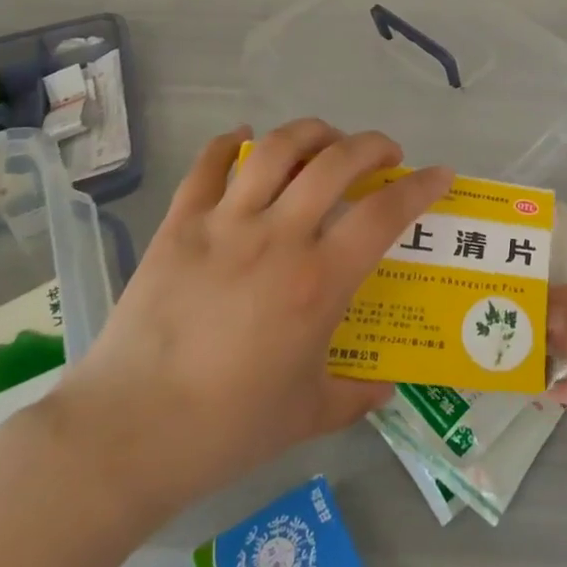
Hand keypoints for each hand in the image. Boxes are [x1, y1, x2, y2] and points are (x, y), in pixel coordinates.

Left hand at [51, 120, 452, 523]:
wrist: (126, 435)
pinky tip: (244, 139)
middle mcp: (278, 236)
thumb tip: (386, 386)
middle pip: (337, 161)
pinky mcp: (179, 224)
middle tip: (385, 156)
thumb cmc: (226, 428)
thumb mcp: (306, 416)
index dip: (420, 187)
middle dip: (373, 146)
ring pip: (277, 148)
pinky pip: (208, 165)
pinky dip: (230, 143)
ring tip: (327, 140)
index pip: (384, 214)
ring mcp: (225, 224)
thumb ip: (355, 396)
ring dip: (312, 132)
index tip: (439, 174)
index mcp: (317, 281)